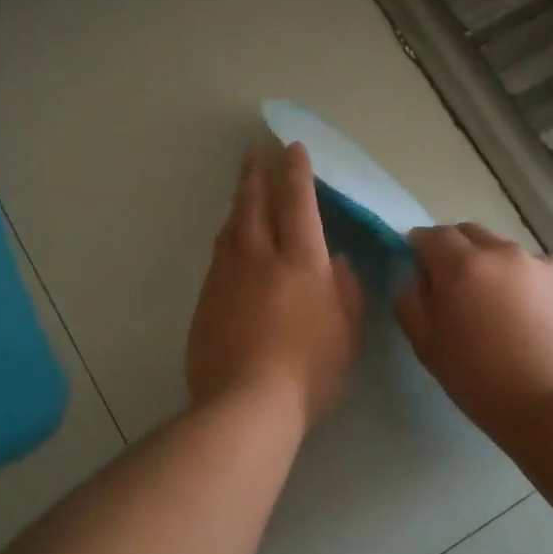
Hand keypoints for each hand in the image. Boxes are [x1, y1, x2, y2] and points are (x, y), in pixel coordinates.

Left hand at [187, 143, 363, 430]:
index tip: (292, 149)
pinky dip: (226, 238)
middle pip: (254, 204)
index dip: (296, 172)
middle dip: (256, 173)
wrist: (245, 404)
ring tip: (243, 189)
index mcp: (301, 261)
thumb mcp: (347, 334)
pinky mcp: (205, 300)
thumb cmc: (310, 371)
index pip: (298, 203)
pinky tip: (228, 242)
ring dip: (238, 202)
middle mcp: (260, 258)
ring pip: (230, 227)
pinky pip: (218, 256)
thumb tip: (337, 261)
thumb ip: (346, 291)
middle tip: (254, 151)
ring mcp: (226, 277)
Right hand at [395, 224, 552, 439]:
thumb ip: (410, 301)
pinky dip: (526, 283)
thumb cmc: (479, 381)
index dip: (420, 248)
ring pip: (505, 252)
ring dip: (493, 267)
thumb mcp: (426, 346)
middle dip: (456, 251)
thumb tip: (417, 278)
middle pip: (470, 233)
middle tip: (456, 288)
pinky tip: (530, 318)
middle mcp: (503, 252)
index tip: (420, 269)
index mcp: (462, 265)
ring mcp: (542, 264)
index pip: (432, 235)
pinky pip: (537, 271)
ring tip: (498, 307)